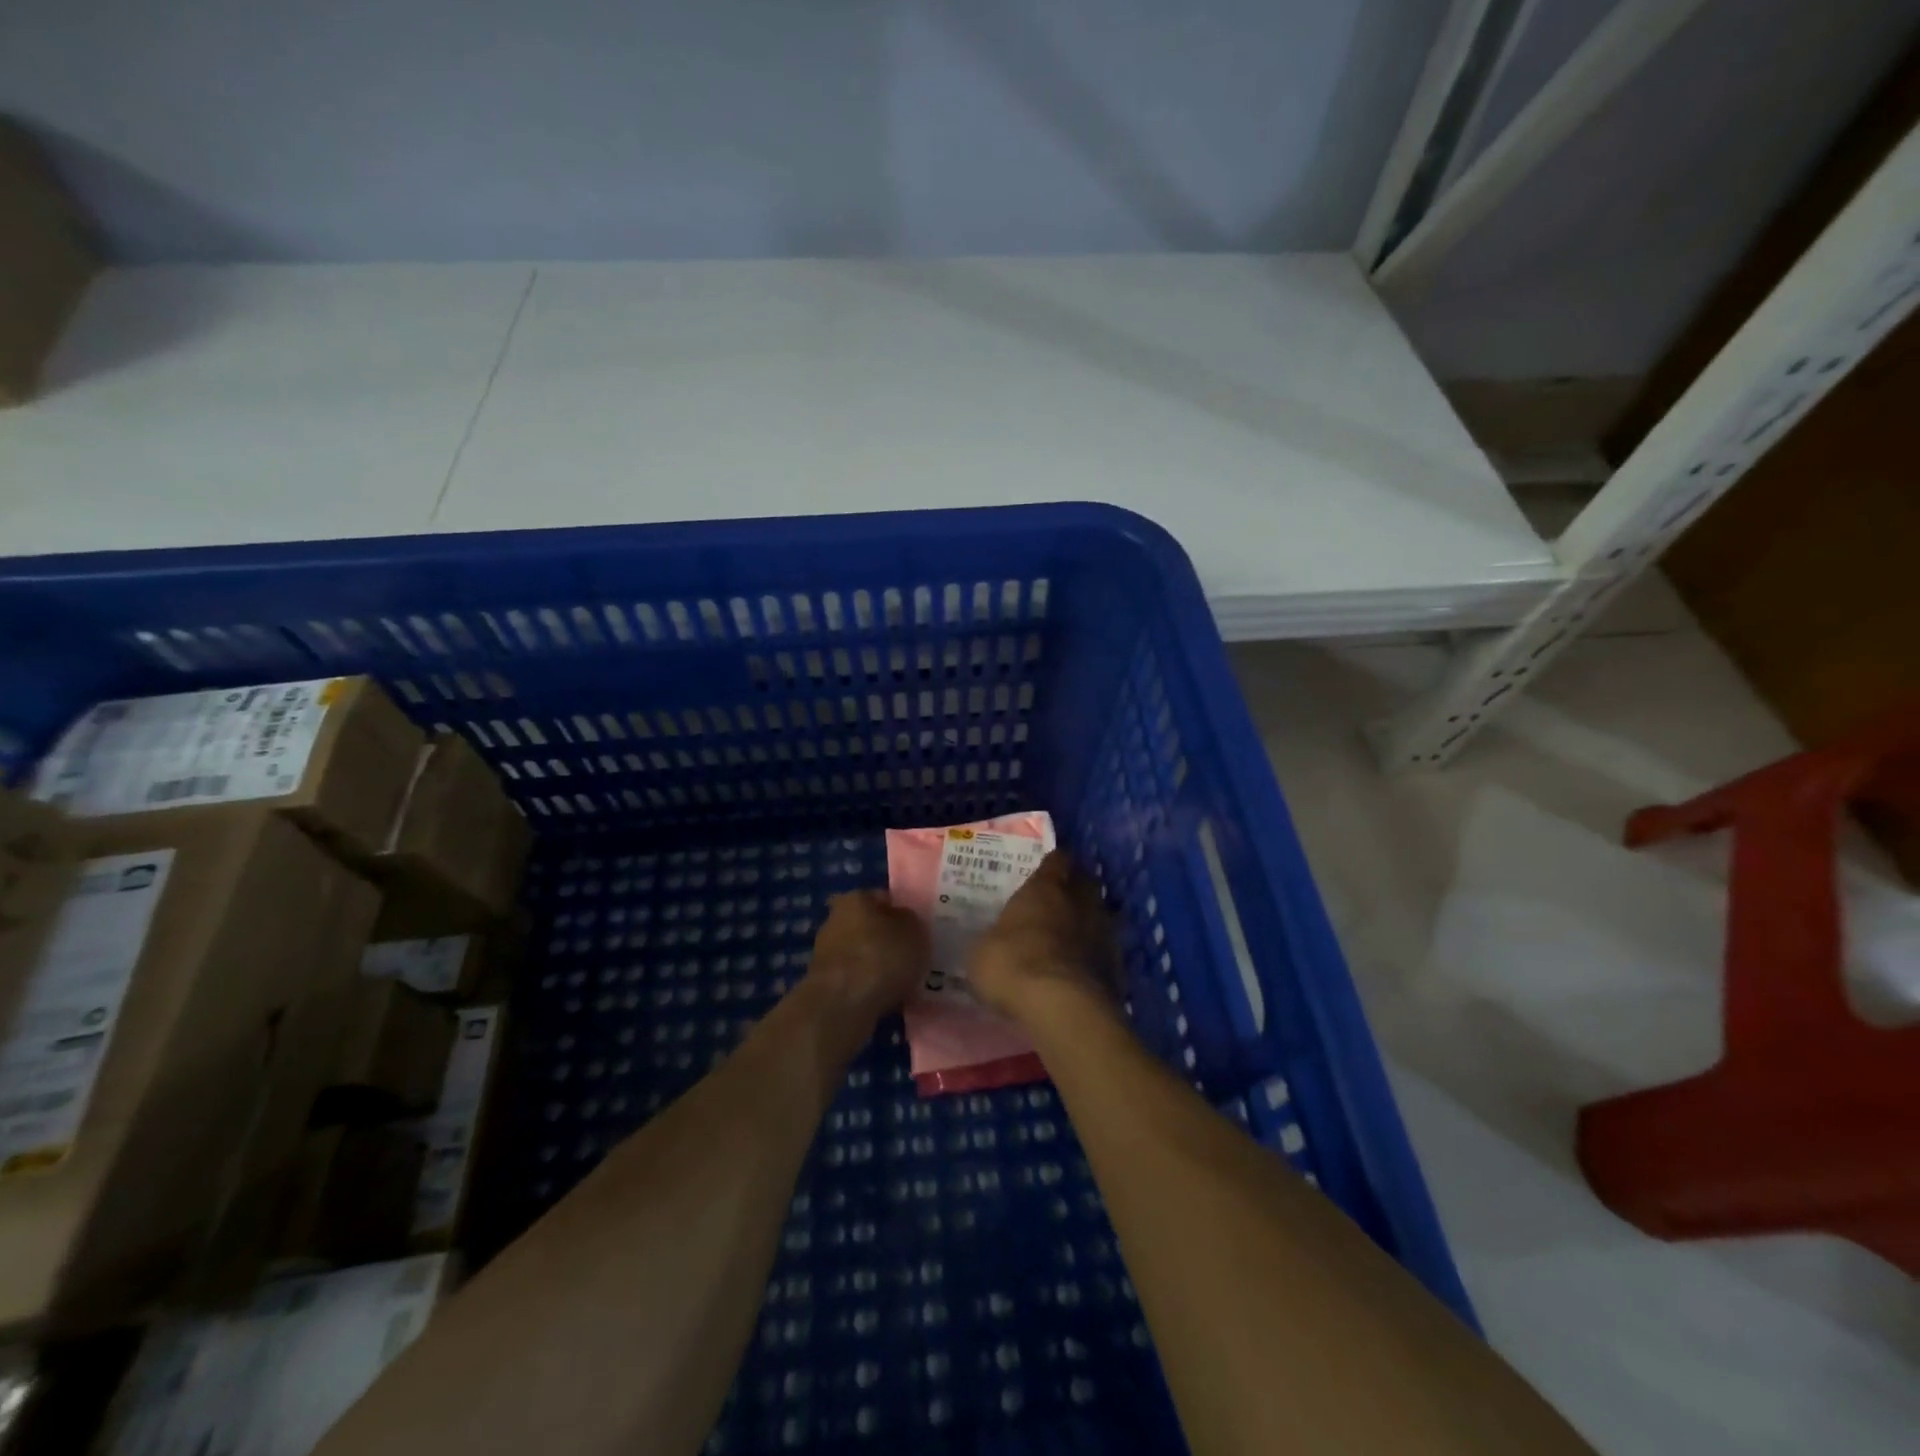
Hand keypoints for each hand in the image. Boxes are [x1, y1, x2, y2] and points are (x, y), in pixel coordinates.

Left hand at [806, 889, 930, 1025]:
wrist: (841, 1007)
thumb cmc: (880, 958)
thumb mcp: (914, 932)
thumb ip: (911, 921)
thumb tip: (904, 921)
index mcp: (856, 899)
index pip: (885, 898)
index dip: (904, 913)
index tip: (919, 931)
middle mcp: (835, 920)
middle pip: (871, 926)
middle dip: (890, 940)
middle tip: (914, 956)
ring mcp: (826, 953)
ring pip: (863, 954)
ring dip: (880, 966)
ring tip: (905, 982)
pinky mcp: (824, 983)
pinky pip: (856, 979)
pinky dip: (870, 986)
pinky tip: (888, 998)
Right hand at [966, 850, 1119, 1025]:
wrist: (1062, 1007)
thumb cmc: (1013, 965)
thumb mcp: (983, 950)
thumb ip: (996, 937)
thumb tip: (996, 941)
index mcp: (1046, 887)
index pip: (1057, 860)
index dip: (1052, 864)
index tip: (1044, 872)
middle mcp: (1080, 901)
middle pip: (1085, 883)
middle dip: (1075, 889)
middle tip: (1058, 902)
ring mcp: (1105, 932)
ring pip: (1100, 916)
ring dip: (1089, 923)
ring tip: (1070, 939)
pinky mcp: (1118, 965)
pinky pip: (1106, 951)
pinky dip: (1095, 957)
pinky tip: (1081, 971)